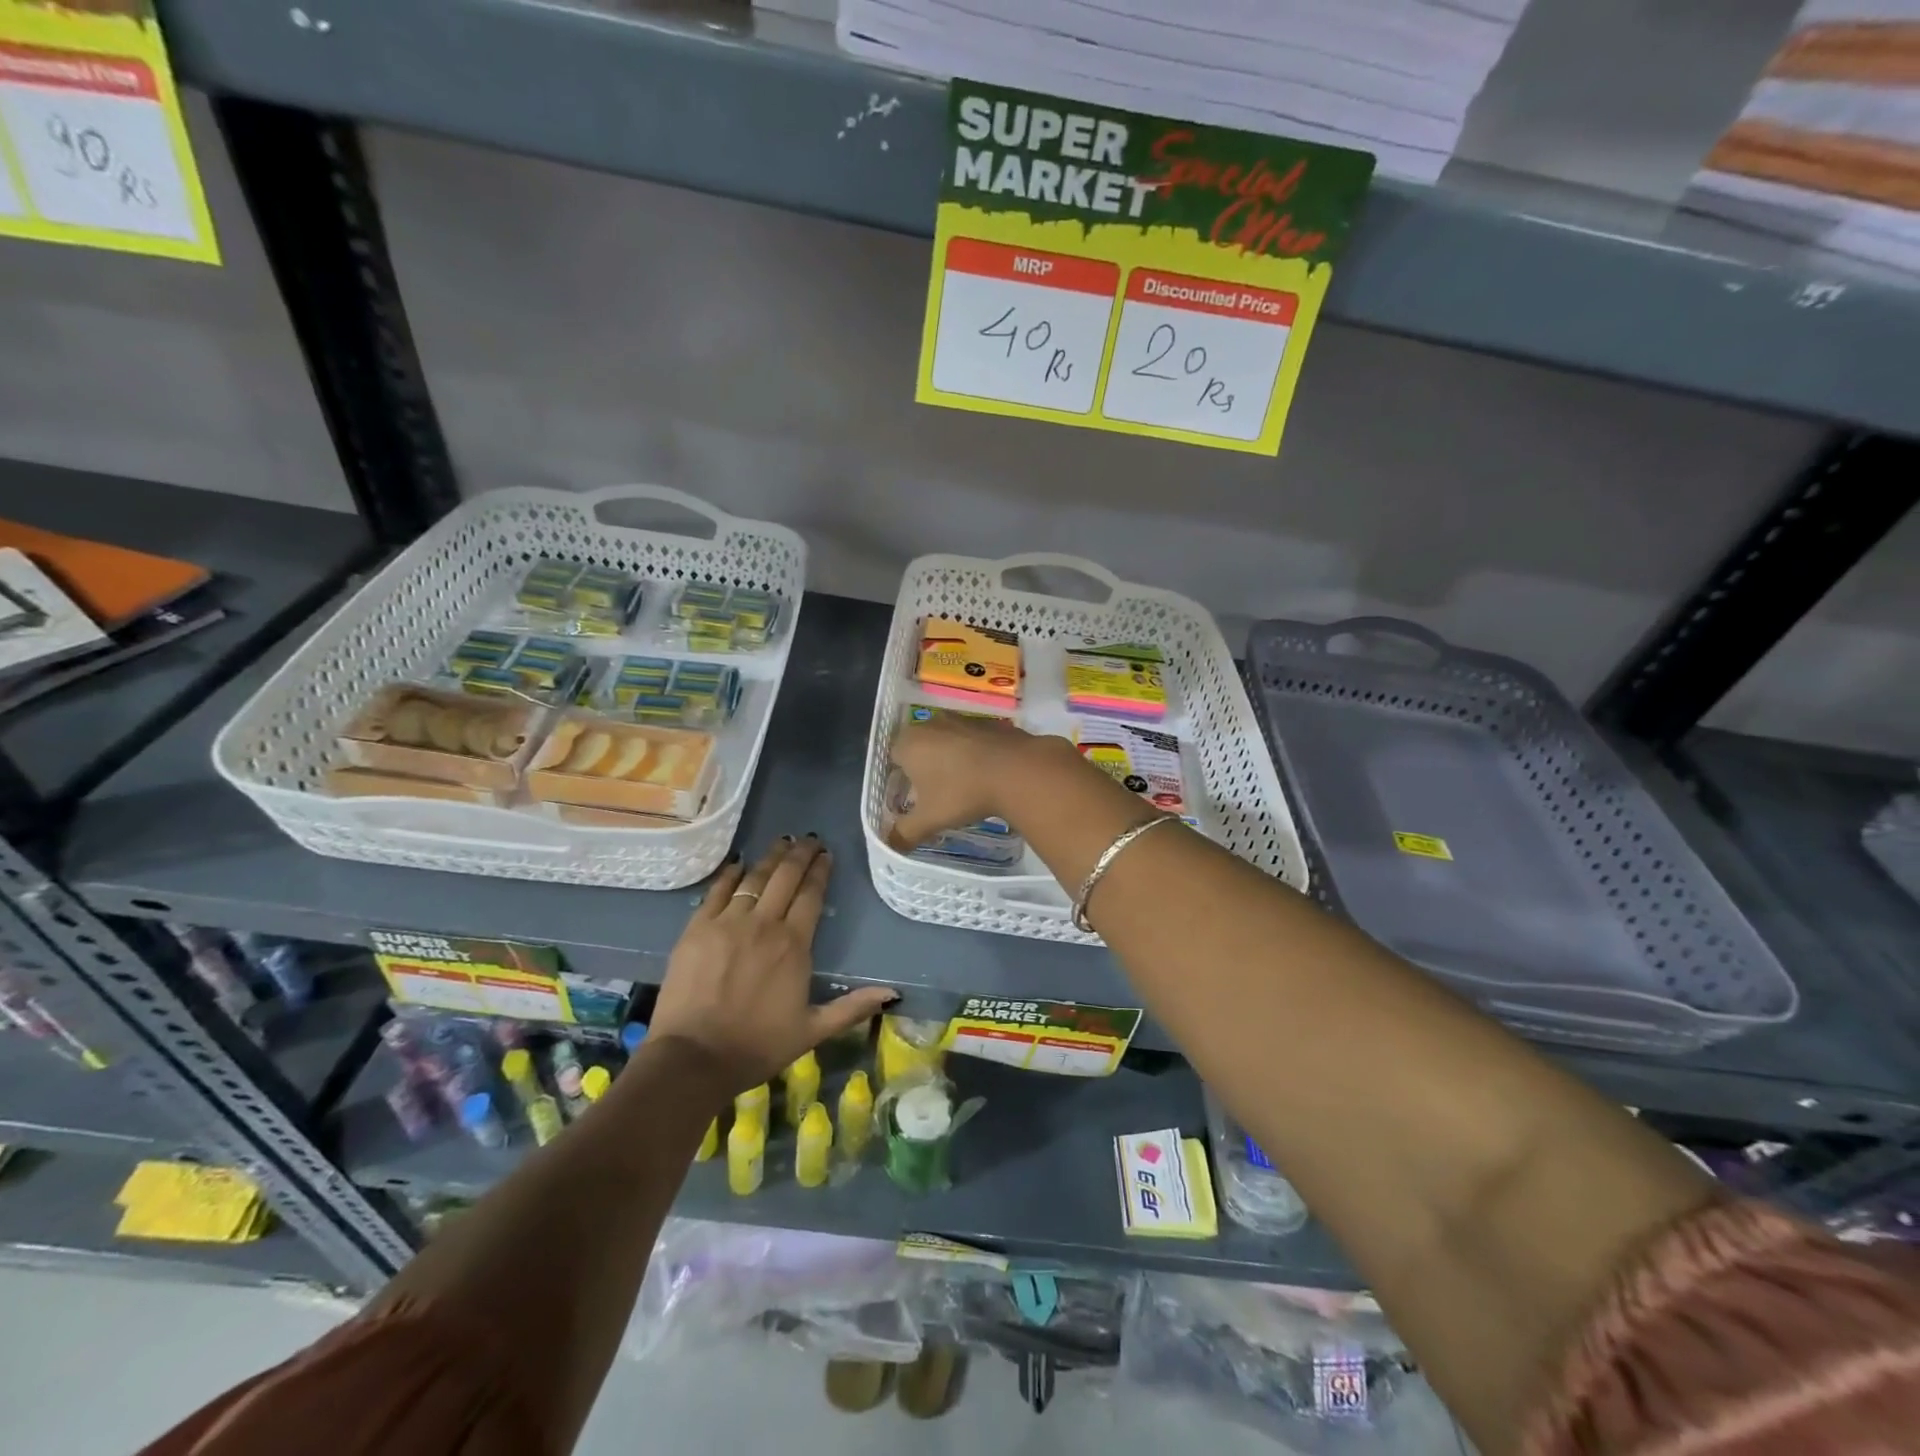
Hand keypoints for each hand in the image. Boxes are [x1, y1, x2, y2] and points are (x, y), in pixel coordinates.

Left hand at [649, 835, 893, 1095]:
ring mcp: (727, 923)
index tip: (826, 855)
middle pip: (785, 877)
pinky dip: (730, 874)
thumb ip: (851, 1008)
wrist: (693, 1058)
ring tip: (781, 842)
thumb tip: (892, 993)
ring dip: (770, 857)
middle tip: (809, 839)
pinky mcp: (697, 928)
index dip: (820, 872)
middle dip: (800, 854)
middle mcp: (764, 924)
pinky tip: (739, 863)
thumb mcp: (812, 1031)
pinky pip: (717, 891)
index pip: (811, 895)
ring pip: (754, 878)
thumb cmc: (757, 1046)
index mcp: (794, 945)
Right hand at [887, 713, 1072, 848]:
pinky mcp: (988, 723)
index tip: (910, 797)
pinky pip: (972, 740)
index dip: (899, 777)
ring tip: (960, 785)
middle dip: (924, 767)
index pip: (893, 756)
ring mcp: (962, 721)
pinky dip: (973, 754)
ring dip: (949, 758)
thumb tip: (891, 846)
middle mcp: (931, 725)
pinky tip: (984, 774)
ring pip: (946, 740)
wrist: (1016, 769)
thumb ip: (904, 834)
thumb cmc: (962, 792)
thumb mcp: (929, 820)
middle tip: (933, 793)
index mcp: (909, 743)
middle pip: (919, 745)